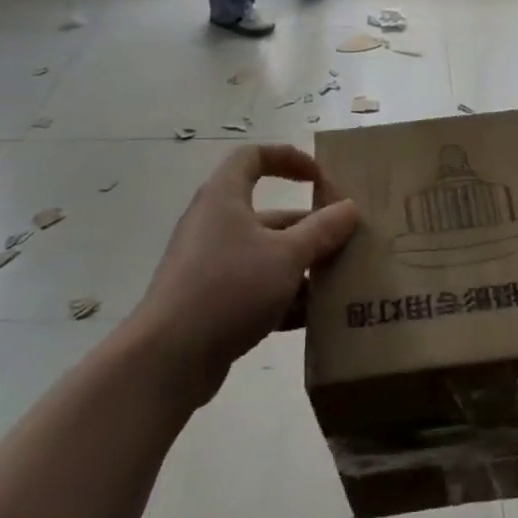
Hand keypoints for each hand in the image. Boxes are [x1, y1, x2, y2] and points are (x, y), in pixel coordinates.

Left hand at [129, 145, 358, 406]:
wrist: (168, 359)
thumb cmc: (229, 287)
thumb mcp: (286, 255)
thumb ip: (322, 230)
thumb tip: (349, 208)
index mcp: (224, 198)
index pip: (254, 157)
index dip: (288, 158)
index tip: (320, 177)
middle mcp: (214, 225)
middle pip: (268, 214)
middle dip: (309, 227)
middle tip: (345, 240)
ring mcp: (210, 266)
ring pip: (265, 255)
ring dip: (301, 266)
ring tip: (340, 281)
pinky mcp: (210, 303)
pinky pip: (255, 289)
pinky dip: (284, 297)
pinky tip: (315, 316)